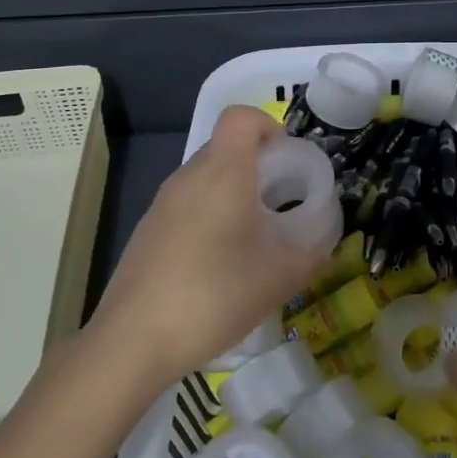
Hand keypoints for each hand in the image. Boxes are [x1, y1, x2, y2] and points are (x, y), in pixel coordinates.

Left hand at [87, 106, 325, 390]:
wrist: (132, 341)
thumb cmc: (213, 296)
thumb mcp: (277, 280)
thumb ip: (309, 257)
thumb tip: (324, 249)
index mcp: (223, 173)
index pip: (240, 117)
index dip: (269, 125)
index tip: (288, 161)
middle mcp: (188, 177)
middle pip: (225, 147)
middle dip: (258, 165)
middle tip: (282, 205)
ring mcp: (161, 204)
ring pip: (205, 178)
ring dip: (234, 193)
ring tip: (254, 238)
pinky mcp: (146, 231)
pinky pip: (187, 205)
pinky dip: (209, 216)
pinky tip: (218, 264)